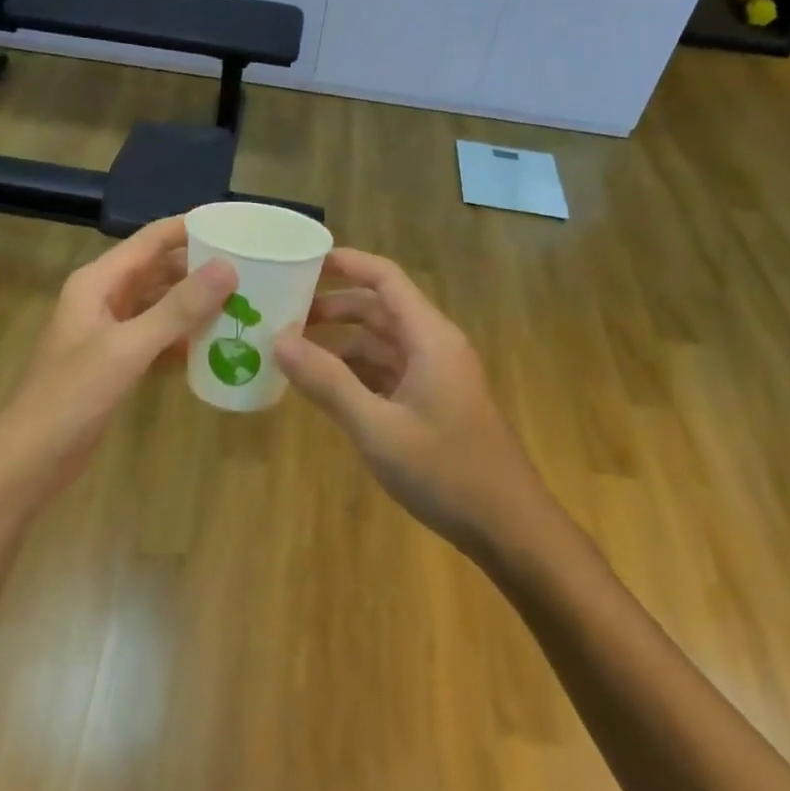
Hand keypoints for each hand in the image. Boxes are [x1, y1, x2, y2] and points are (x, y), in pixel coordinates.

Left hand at [0, 217, 235, 505]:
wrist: (31, 459)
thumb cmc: (72, 395)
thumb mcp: (128, 348)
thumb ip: (178, 309)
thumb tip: (228, 267)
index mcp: (98, 281)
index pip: (151, 240)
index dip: (191, 228)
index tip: (236, 227)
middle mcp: (103, 297)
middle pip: (158, 269)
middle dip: (199, 267)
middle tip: (250, 268)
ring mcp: (109, 330)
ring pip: (160, 303)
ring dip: (194, 303)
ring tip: (242, 300)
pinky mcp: (116, 360)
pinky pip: (156, 335)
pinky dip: (182, 336)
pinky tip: (215, 342)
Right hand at [274, 249, 547, 554]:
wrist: (510, 529)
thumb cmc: (447, 472)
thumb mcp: (378, 428)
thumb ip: (328, 383)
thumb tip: (279, 341)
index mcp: (429, 337)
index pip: (385, 278)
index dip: (346, 263)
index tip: (302, 261)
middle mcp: (434, 346)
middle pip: (379, 309)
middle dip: (333, 307)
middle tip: (282, 313)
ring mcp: (435, 376)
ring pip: (381, 343)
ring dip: (340, 343)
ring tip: (292, 350)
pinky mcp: (432, 403)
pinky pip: (387, 372)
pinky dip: (354, 372)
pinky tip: (323, 386)